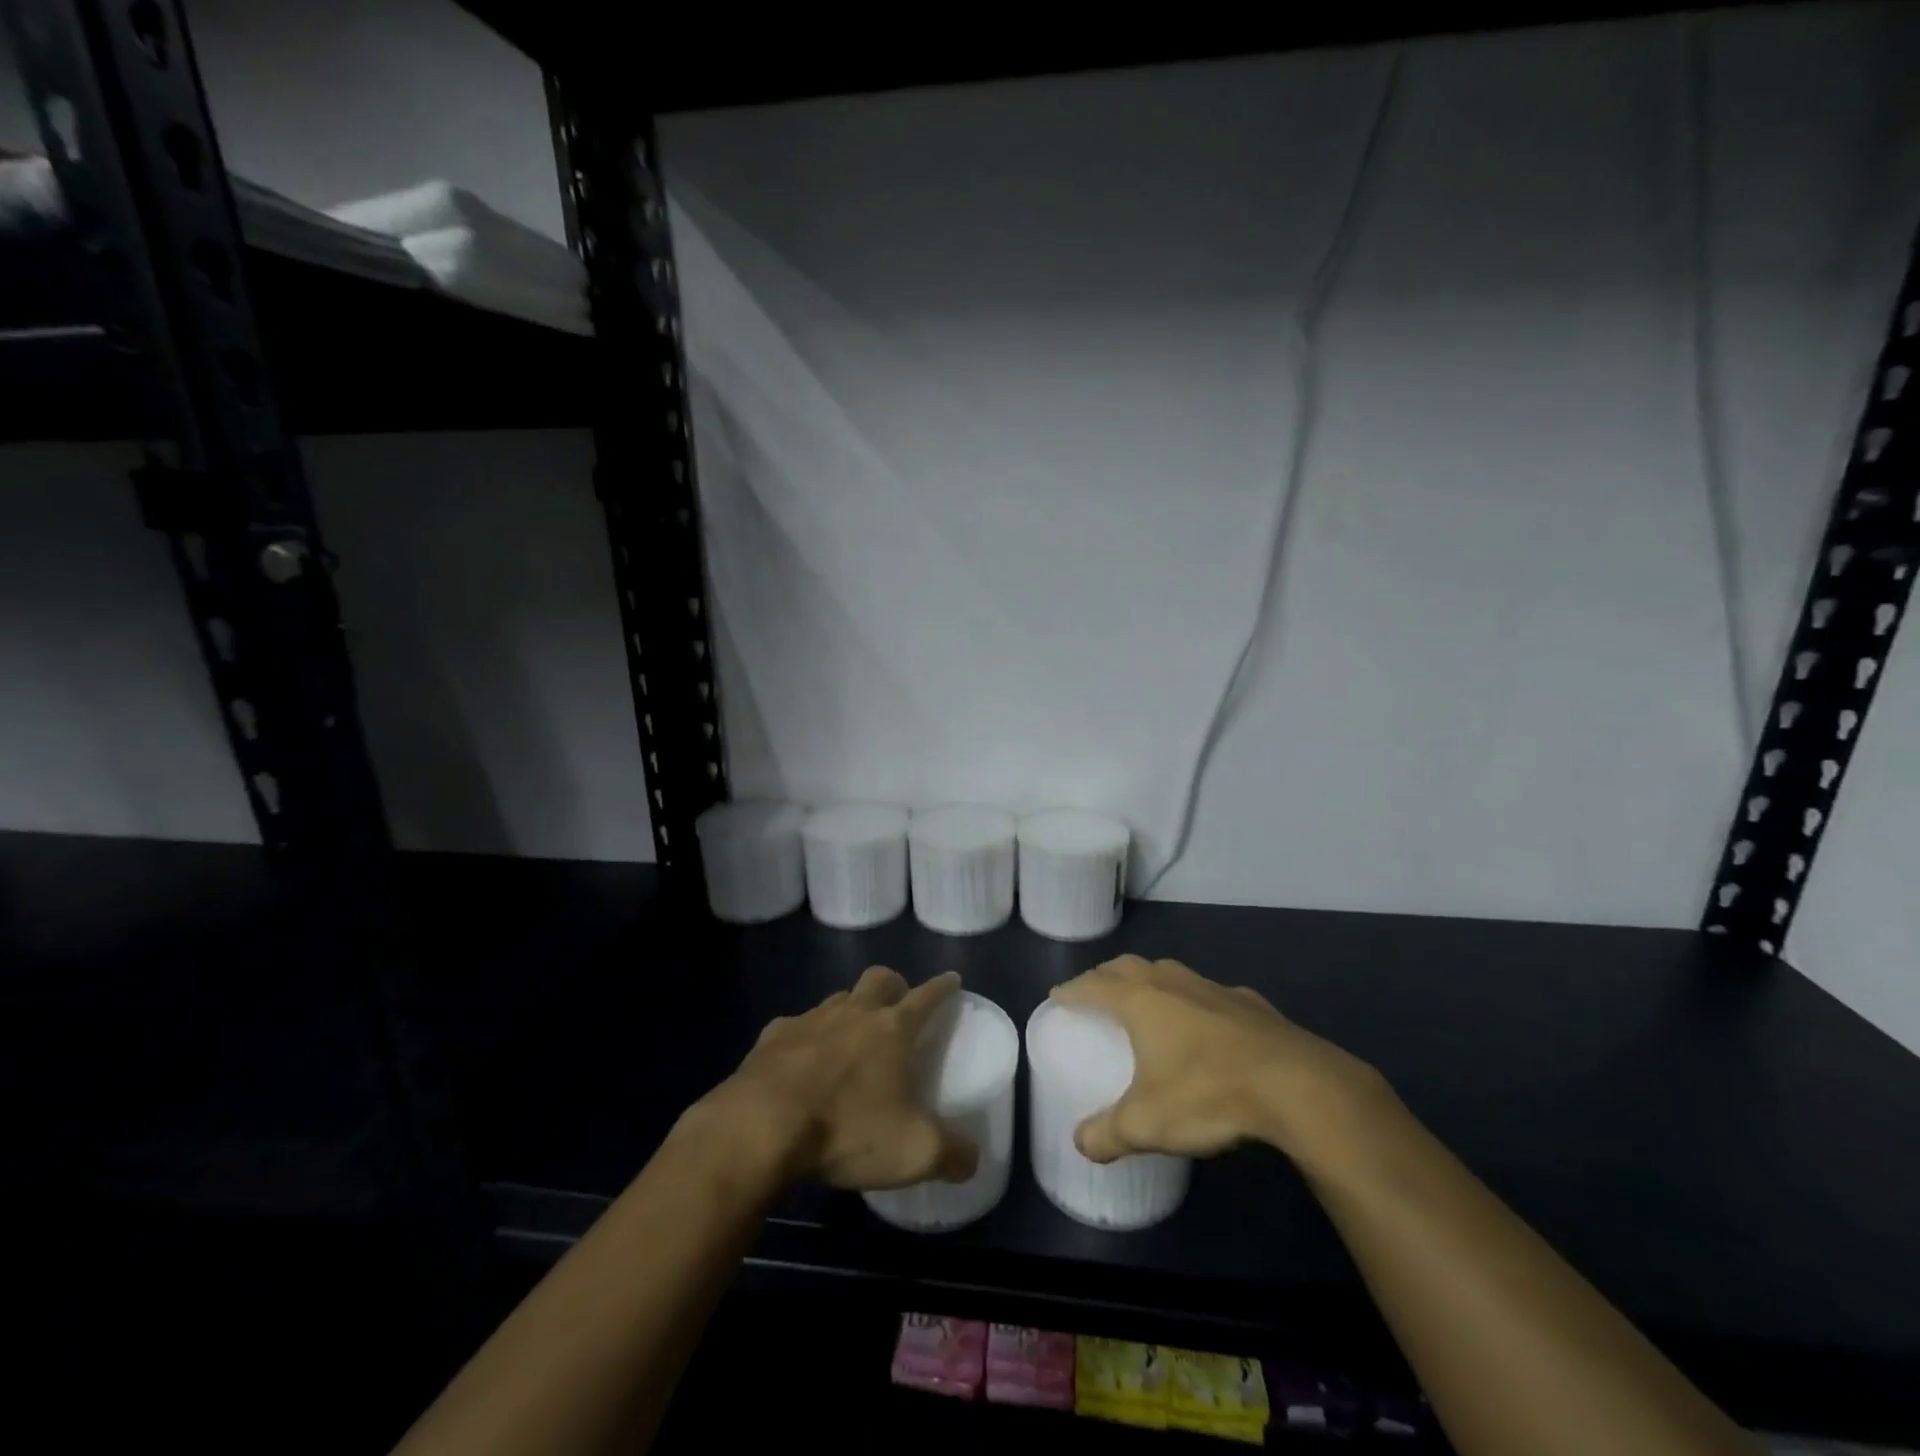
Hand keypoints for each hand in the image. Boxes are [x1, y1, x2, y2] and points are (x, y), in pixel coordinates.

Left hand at [686, 966, 979, 1192]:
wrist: (761, 1127)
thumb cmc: (846, 1129)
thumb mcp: (913, 1152)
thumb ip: (951, 1154)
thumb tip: (972, 1160)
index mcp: (892, 1029)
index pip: (926, 996)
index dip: (942, 987)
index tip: (952, 979)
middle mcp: (853, 1013)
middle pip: (879, 979)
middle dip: (894, 984)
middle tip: (898, 1003)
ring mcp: (810, 1021)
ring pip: (837, 999)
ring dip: (849, 1009)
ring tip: (850, 1036)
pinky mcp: (772, 1037)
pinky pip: (795, 1026)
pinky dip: (805, 1038)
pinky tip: (799, 1062)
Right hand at [1051, 955, 1390, 1172]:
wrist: (1296, 1085)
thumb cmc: (1209, 1094)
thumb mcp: (1148, 1124)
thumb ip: (1107, 1134)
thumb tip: (1080, 1144)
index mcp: (1141, 1001)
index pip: (1093, 984)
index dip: (1072, 990)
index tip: (1057, 997)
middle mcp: (1173, 983)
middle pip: (1129, 967)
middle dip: (1106, 977)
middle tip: (1095, 995)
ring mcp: (1214, 988)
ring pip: (1170, 972)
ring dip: (1151, 981)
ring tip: (1146, 1003)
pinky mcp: (1250, 1003)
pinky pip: (1209, 993)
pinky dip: (1194, 1001)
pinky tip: (1206, 1026)